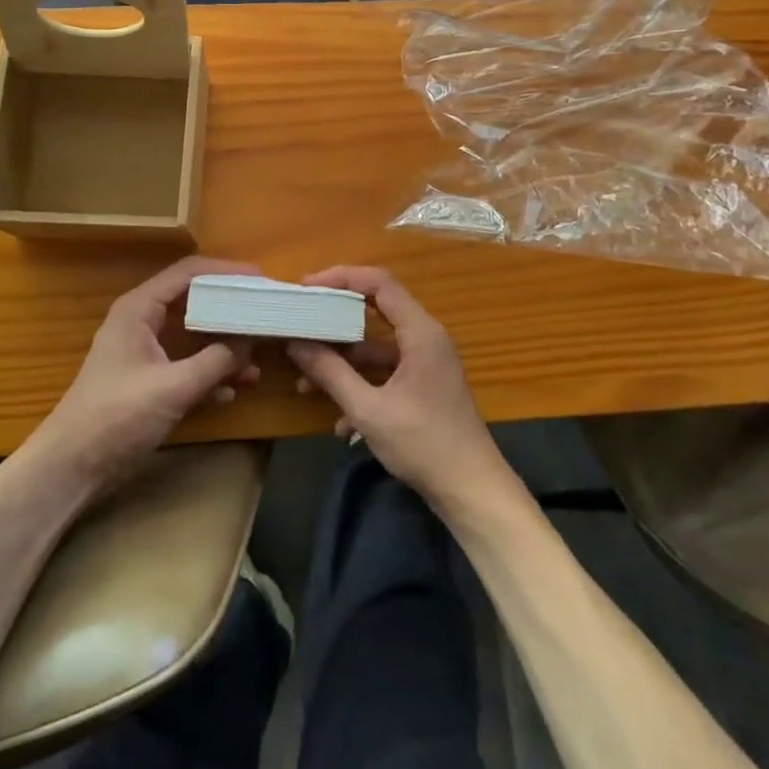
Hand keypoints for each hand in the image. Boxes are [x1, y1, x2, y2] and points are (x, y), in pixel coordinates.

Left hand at [30, 256, 261, 494]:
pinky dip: (210, 374)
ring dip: (224, 348)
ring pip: (193, 337)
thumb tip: (250, 342)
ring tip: (257, 362)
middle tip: (264, 314)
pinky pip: (187, 365)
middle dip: (230, 311)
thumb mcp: (173, 387)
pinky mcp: (149, 381)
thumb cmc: (116, 416)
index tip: (260, 279)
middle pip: (194, 302)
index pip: (188, 273)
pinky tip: (233, 391)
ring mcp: (146, 352)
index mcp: (140, 309)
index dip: (225, 271)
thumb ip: (216, 361)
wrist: (70, 468)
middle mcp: (143, 322)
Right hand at [288, 267, 510, 508]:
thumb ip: (331, 373)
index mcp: (420, 332)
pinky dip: (361, 385)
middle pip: (376, 310)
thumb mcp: (369, 410)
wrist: (472, 491)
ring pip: (377, 347)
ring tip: (305, 379)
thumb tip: (297, 344)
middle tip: (302, 321)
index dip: (342, 277)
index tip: (308, 287)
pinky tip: (339, 423)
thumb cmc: (424, 443)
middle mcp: (425, 338)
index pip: (379, 282)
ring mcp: (426, 363)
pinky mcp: (424, 386)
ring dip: (343, 361)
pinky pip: (386, 372)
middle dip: (336, 318)